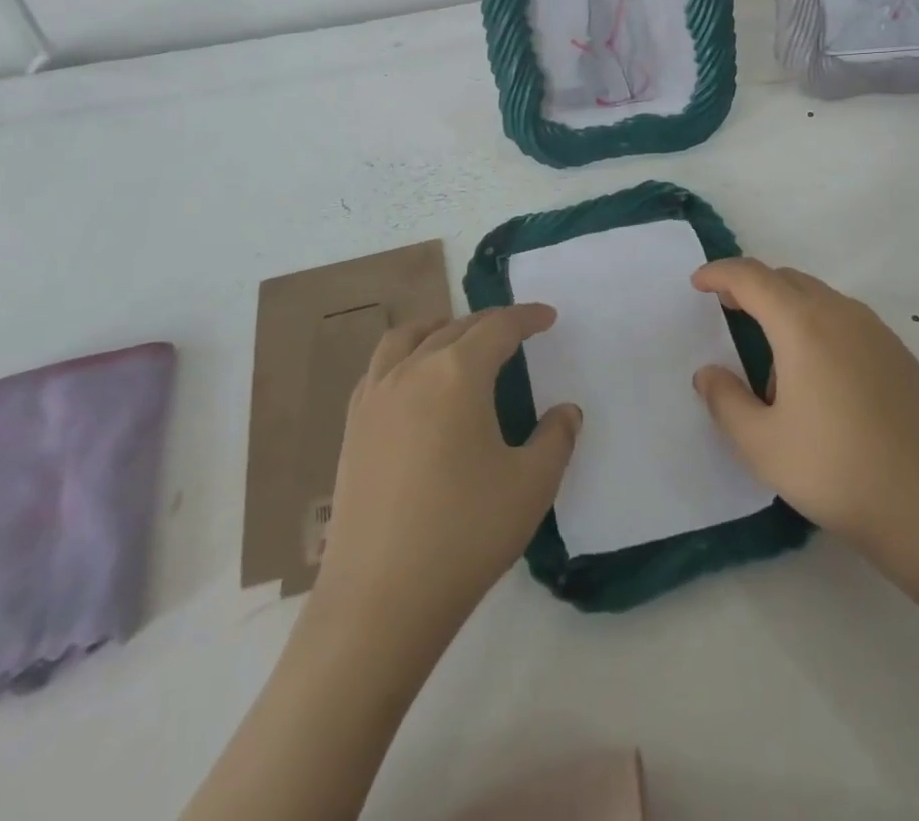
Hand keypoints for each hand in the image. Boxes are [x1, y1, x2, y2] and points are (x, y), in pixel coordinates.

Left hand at [313, 306, 580, 642]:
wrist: (379, 600)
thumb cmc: (465, 534)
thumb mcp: (531, 485)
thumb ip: (557, 438)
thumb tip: (566, 411)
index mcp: (457, 373)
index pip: (498, 328)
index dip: (526, 318)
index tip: (548, 318)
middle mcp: (413, 370)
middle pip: (455, 328)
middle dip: (489, 323)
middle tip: (515, 331)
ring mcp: (375, 397)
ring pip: (407, 338)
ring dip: (439, 328)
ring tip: (457, 338)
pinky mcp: (352, 427)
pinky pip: (380, 368)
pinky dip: (404, 356)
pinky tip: (413, 382)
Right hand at [691, 259, 918, 572]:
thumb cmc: (836, 472)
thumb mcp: (761, 444)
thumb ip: (725, 400)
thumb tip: (709, 373)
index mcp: (803, 325)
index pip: (752, 277)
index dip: (720, 273)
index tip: (698, 283)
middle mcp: (842, 314)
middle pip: (787, 280)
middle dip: (752, 287)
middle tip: (727, 311)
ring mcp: (878, 333)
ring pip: (820, 298)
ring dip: (787, 308)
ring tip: (773, 360)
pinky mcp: (902, 356)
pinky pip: (847, 321)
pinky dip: (819, 327)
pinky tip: (819, 378)